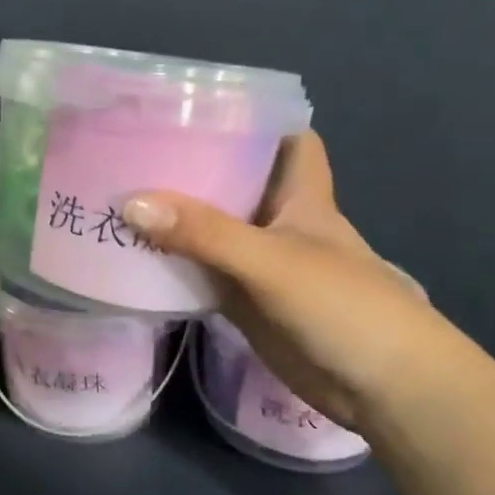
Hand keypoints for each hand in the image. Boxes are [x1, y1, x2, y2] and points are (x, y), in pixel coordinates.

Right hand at [124, 132, 440, 428]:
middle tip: (131, 149)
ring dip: (173, 218)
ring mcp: (259, 264)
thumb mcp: (272, 260)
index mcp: (299, 195)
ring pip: (210, 230)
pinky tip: (130, 257)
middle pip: (233, 181)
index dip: (251, 118)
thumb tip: (130, 203)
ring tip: (113, 195)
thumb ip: (204, 232)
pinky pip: (201, 273)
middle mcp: (277, 222)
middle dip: (190, 166)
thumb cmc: (343, 306)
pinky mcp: (244, 303)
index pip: (285, 137)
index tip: (195, 106)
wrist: (381, 389)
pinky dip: (171, 266)